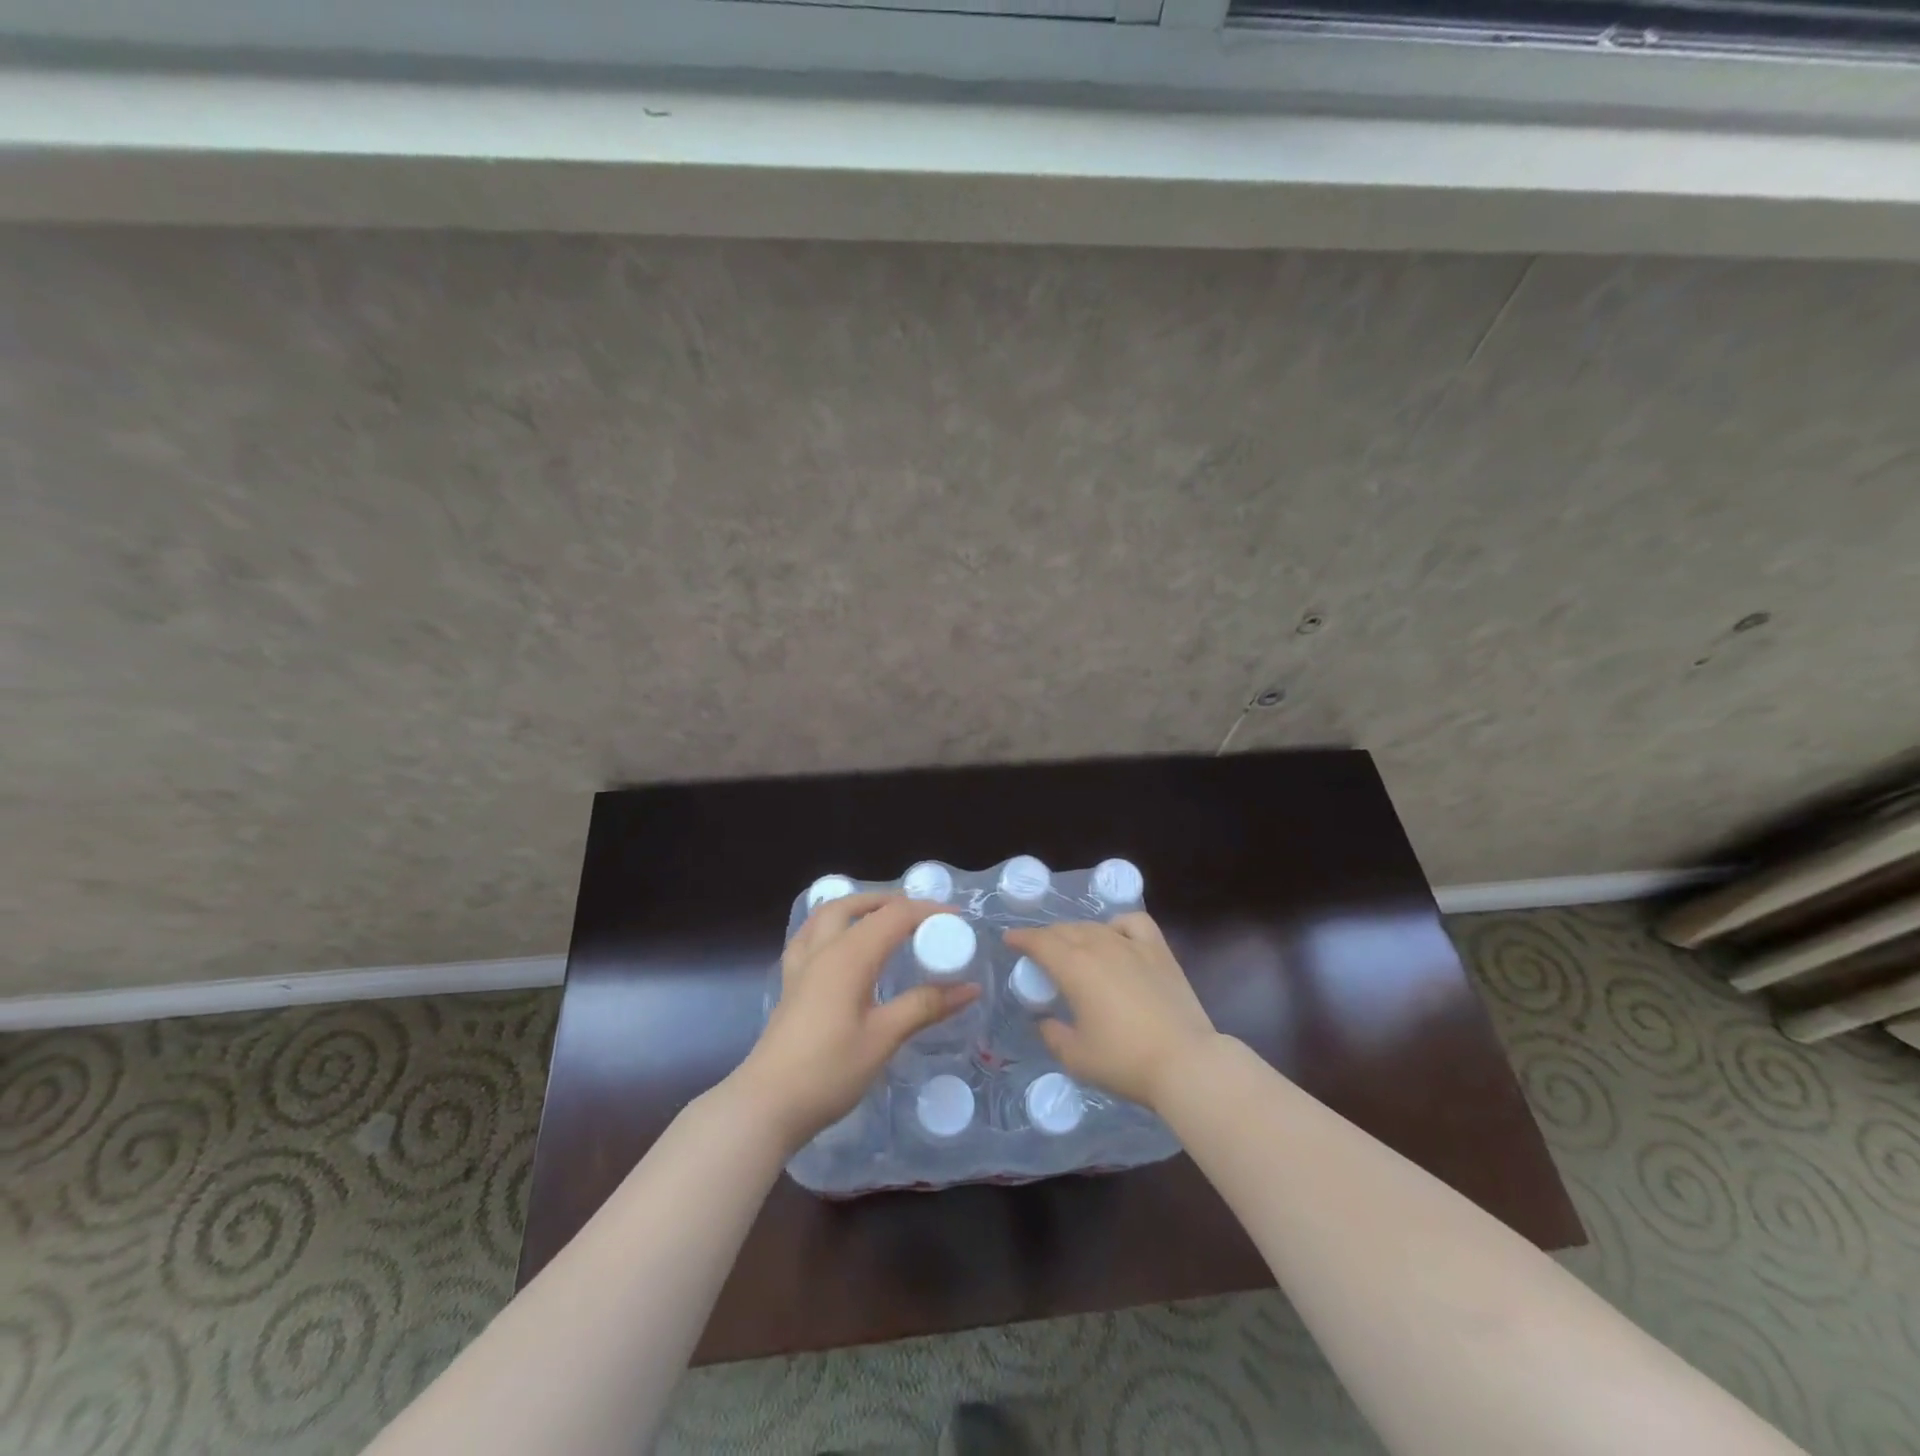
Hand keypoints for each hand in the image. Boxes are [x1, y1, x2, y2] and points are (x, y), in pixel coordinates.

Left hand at [732, 893, 979, 1151]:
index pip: (894, 916)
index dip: (928, 911)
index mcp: (849, 956)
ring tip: (881, 919)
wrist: (767, 1105)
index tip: (958, 919)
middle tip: (920, 915)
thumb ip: (925, 1006)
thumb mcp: (884, 1037)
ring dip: (856, 907)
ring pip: (826, 915)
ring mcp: (801, 966)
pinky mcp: (790, 985)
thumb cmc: (829, 1070)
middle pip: (854, 905)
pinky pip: (810, 937)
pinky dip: (831, 927)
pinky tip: (840, 945)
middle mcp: (823, 950)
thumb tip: (970, 987)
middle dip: (889, 901)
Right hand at [1002, 913, 1218, 1111]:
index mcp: (1074, 968)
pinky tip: (1116, 936)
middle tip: (1038, 951)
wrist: (1185, 1062)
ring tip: (1073, 947)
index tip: (1010, 940)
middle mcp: (1100, 946)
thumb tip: (1045, 1021)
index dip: (1021, 938)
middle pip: (1066, 931)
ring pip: (1095, 926)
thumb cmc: (1124, 1061)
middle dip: (1047, 937)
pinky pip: (1133, 923)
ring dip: (1077, 932)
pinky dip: (1118, 924)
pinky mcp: (1159, 951)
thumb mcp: (1076, 1057)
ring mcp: (1132, 945)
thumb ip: (1052, 1034)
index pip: (1040, 942)